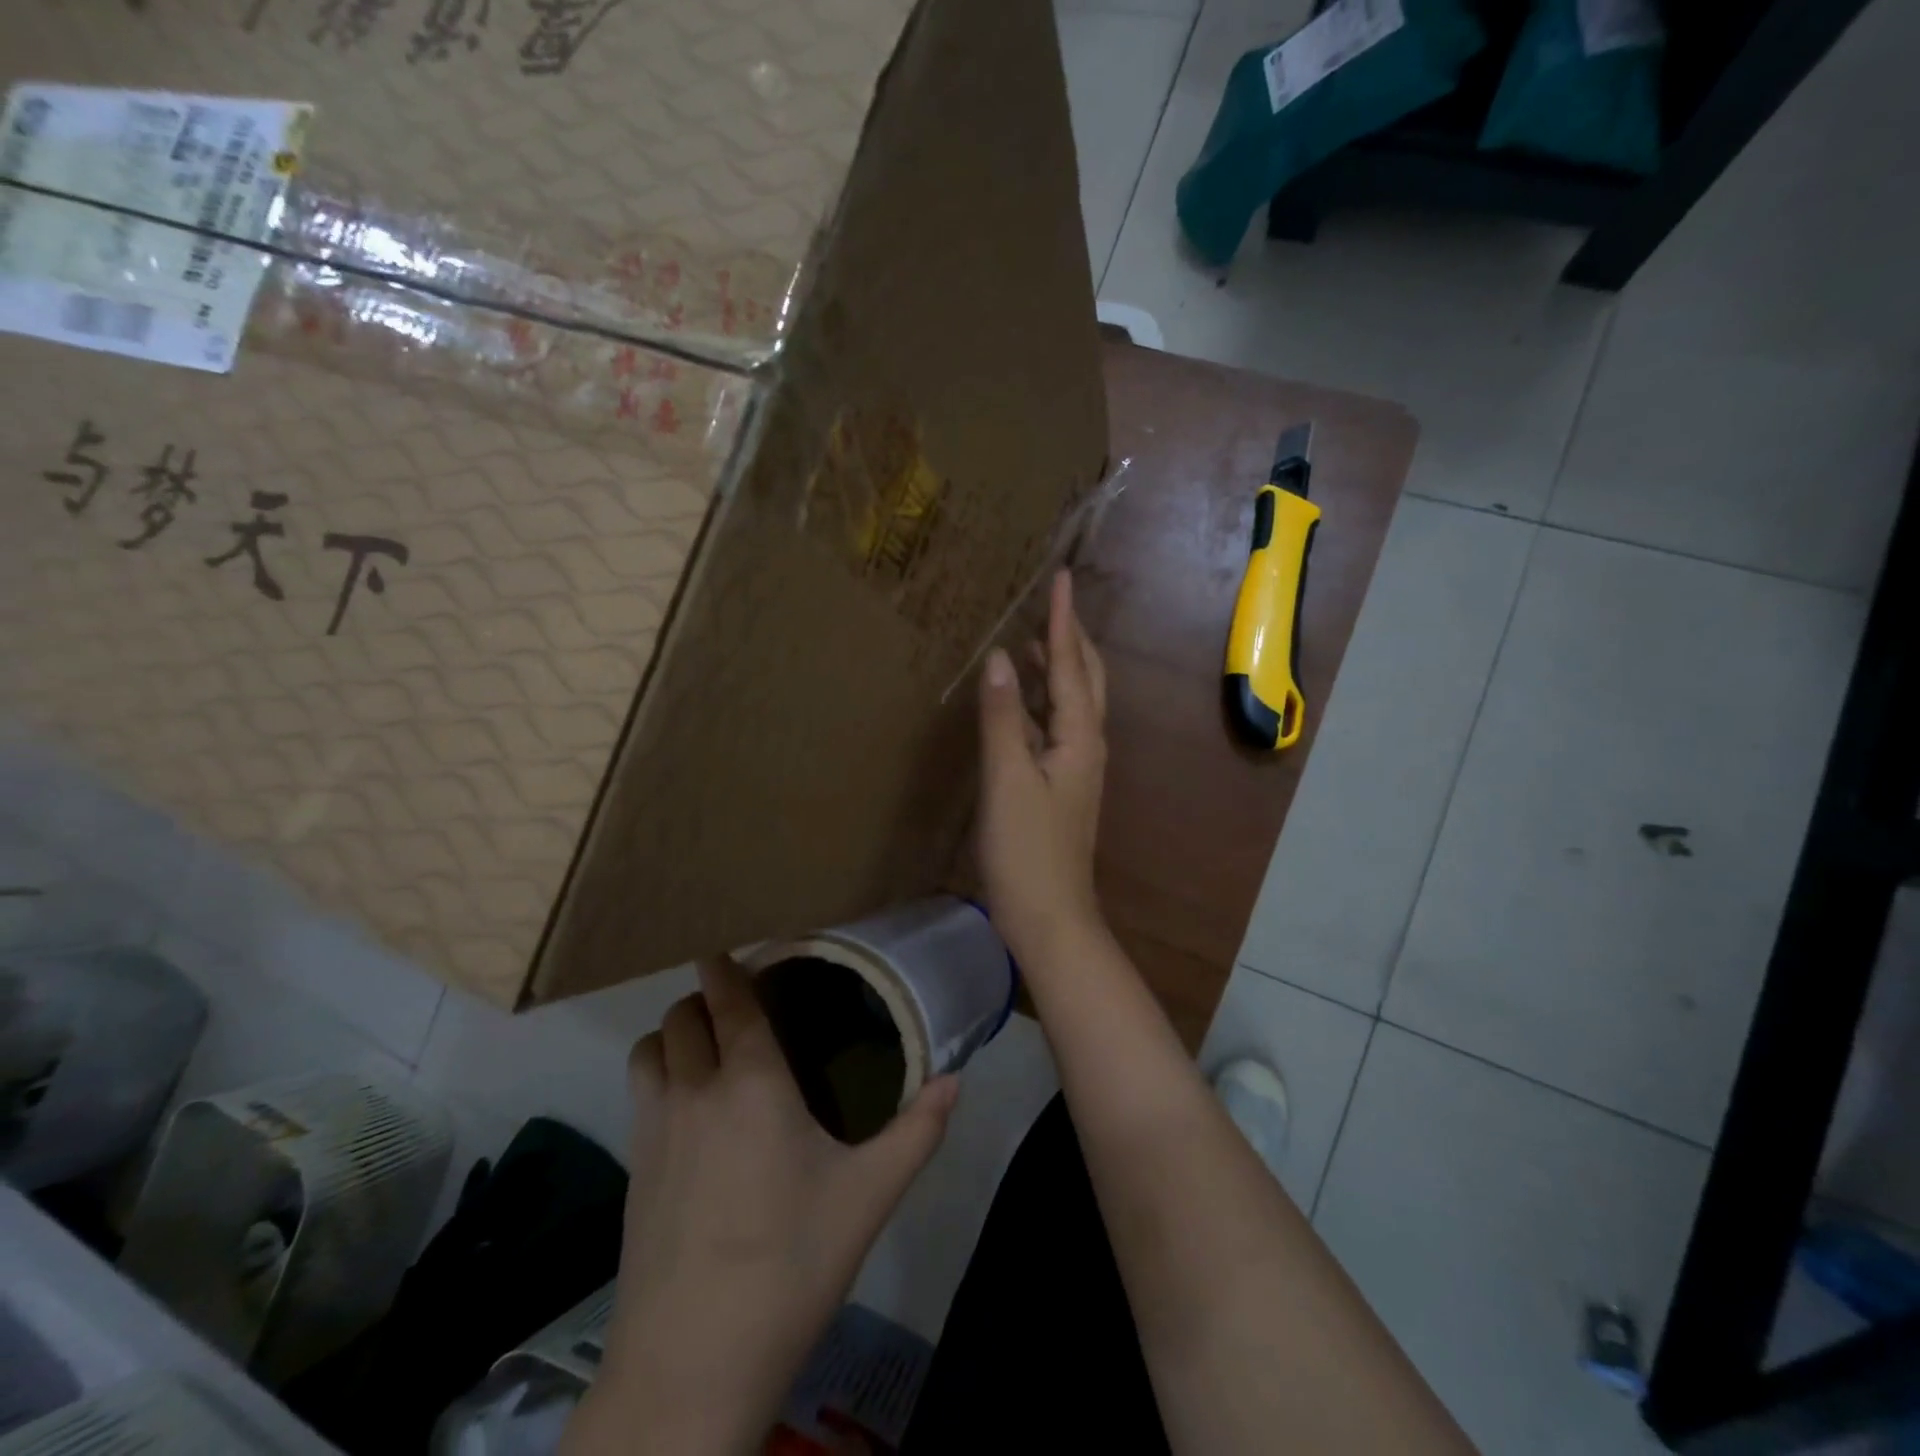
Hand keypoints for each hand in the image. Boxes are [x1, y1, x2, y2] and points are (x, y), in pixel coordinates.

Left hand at [569, 958, 957, 1455]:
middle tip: (743, 1004)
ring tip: (710, 1048)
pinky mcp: (632, 1168)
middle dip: (707, 996)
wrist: (693, 1364)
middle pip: (682, 1013)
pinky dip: (659, 1075)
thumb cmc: (790, 1264)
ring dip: (674, 1033)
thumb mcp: (869, 1197)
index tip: (741, 949)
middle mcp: (695, 1089)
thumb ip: (917, 1131)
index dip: (728, 965)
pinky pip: (640, 1092)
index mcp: (751, 1081)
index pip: (728, 997)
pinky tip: (693, 1110)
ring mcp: (654, 1128)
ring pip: (649, 1048)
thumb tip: (957, 1079)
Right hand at [976, 568, 1108, 969]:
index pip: (1069, 665)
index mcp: (1079, 737)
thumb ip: (1003, 717)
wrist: (1050, 917)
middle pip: (1084, 679)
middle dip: (1070, 638)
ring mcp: (1077, 768)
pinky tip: (1020, 703)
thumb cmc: (1027, 849)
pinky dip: (1041, 702)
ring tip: (1030, 641)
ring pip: (1072, 703)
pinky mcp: (1062, 786)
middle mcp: (1087, 745)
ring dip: (1056, 668)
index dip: (1062, 621)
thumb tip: (997, 656)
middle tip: (1051, 604)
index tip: (1061, 577)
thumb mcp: (1008, 778)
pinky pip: (1056, 727)